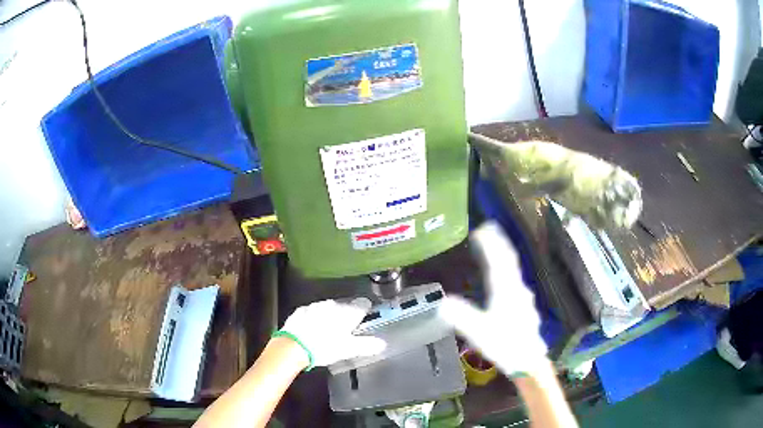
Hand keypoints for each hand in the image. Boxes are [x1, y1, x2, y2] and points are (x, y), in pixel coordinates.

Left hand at [276, 298, 385, 369]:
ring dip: (331, 316)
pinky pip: (313, 312)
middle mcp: (333, 304)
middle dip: (347, 315)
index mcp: (347, 312)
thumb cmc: (325, 347)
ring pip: (329, 308)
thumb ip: (367, 345)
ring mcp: (316, 306)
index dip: (366, 310)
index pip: (363, 304)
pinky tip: (313, 329)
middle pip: (345, 306)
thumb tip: (382, 343)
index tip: (365, 317)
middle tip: (346, 330)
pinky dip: (316, 318)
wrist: (293, 346)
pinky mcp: (302, 310)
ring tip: (329, 331)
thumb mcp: (349, 349)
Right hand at [438, 221, 547, 376]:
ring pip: (513, 271)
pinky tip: (504, 278)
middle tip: (489, 229)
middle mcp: (517, 289)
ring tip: (494, 248)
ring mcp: (523, 298)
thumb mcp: (480, 332)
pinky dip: (507, 271)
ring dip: (503, 256)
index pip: (500, 260)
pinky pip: (514, 281)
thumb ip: (462, 317)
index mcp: (506, 291)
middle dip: (499, 243)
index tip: (481, 229)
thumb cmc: (506, 346)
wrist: (529, 362)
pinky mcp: (524, 307)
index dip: (491, 243)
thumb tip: (442, 303)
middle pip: (509, 261)